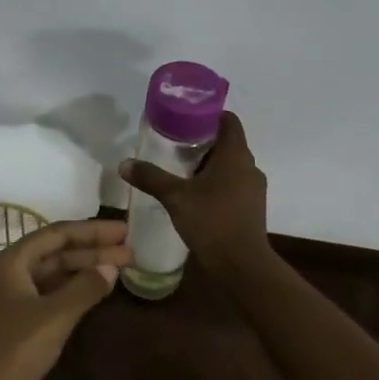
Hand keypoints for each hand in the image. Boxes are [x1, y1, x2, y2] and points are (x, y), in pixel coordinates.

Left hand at [0, 218, 131, 379]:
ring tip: (116, 273)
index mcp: (10, 262)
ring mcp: (5, 301)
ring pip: (50, 276)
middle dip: (92, 252)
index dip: (93, 231)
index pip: (58, 234)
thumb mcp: (54, 318)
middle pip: (54, 253)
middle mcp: (5, 274)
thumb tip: (110, 268)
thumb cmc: (10, 352)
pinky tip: (89, 299)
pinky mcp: (8, 326)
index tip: (125, 231)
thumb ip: (84, 288)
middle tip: (129, 252)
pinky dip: (69, 294)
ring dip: (81, 273)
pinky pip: (44, 297)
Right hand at [118, 112, 270, 277]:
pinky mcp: (253, 208)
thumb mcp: (175, 197)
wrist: (242, 264)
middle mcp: (249, 166)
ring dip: (210, 166)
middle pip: (228, 143)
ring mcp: (254, 188)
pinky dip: (218, 184)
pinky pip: (235, 185)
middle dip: (204, 143)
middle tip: (176, 147)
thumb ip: (151, 177)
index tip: (186, 119)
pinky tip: (197, 197)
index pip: (229, 120)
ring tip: (182, 172)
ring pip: (232, 166)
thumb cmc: (212, 221)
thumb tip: (124, 163)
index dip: (209, 115)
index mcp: (235, 155)